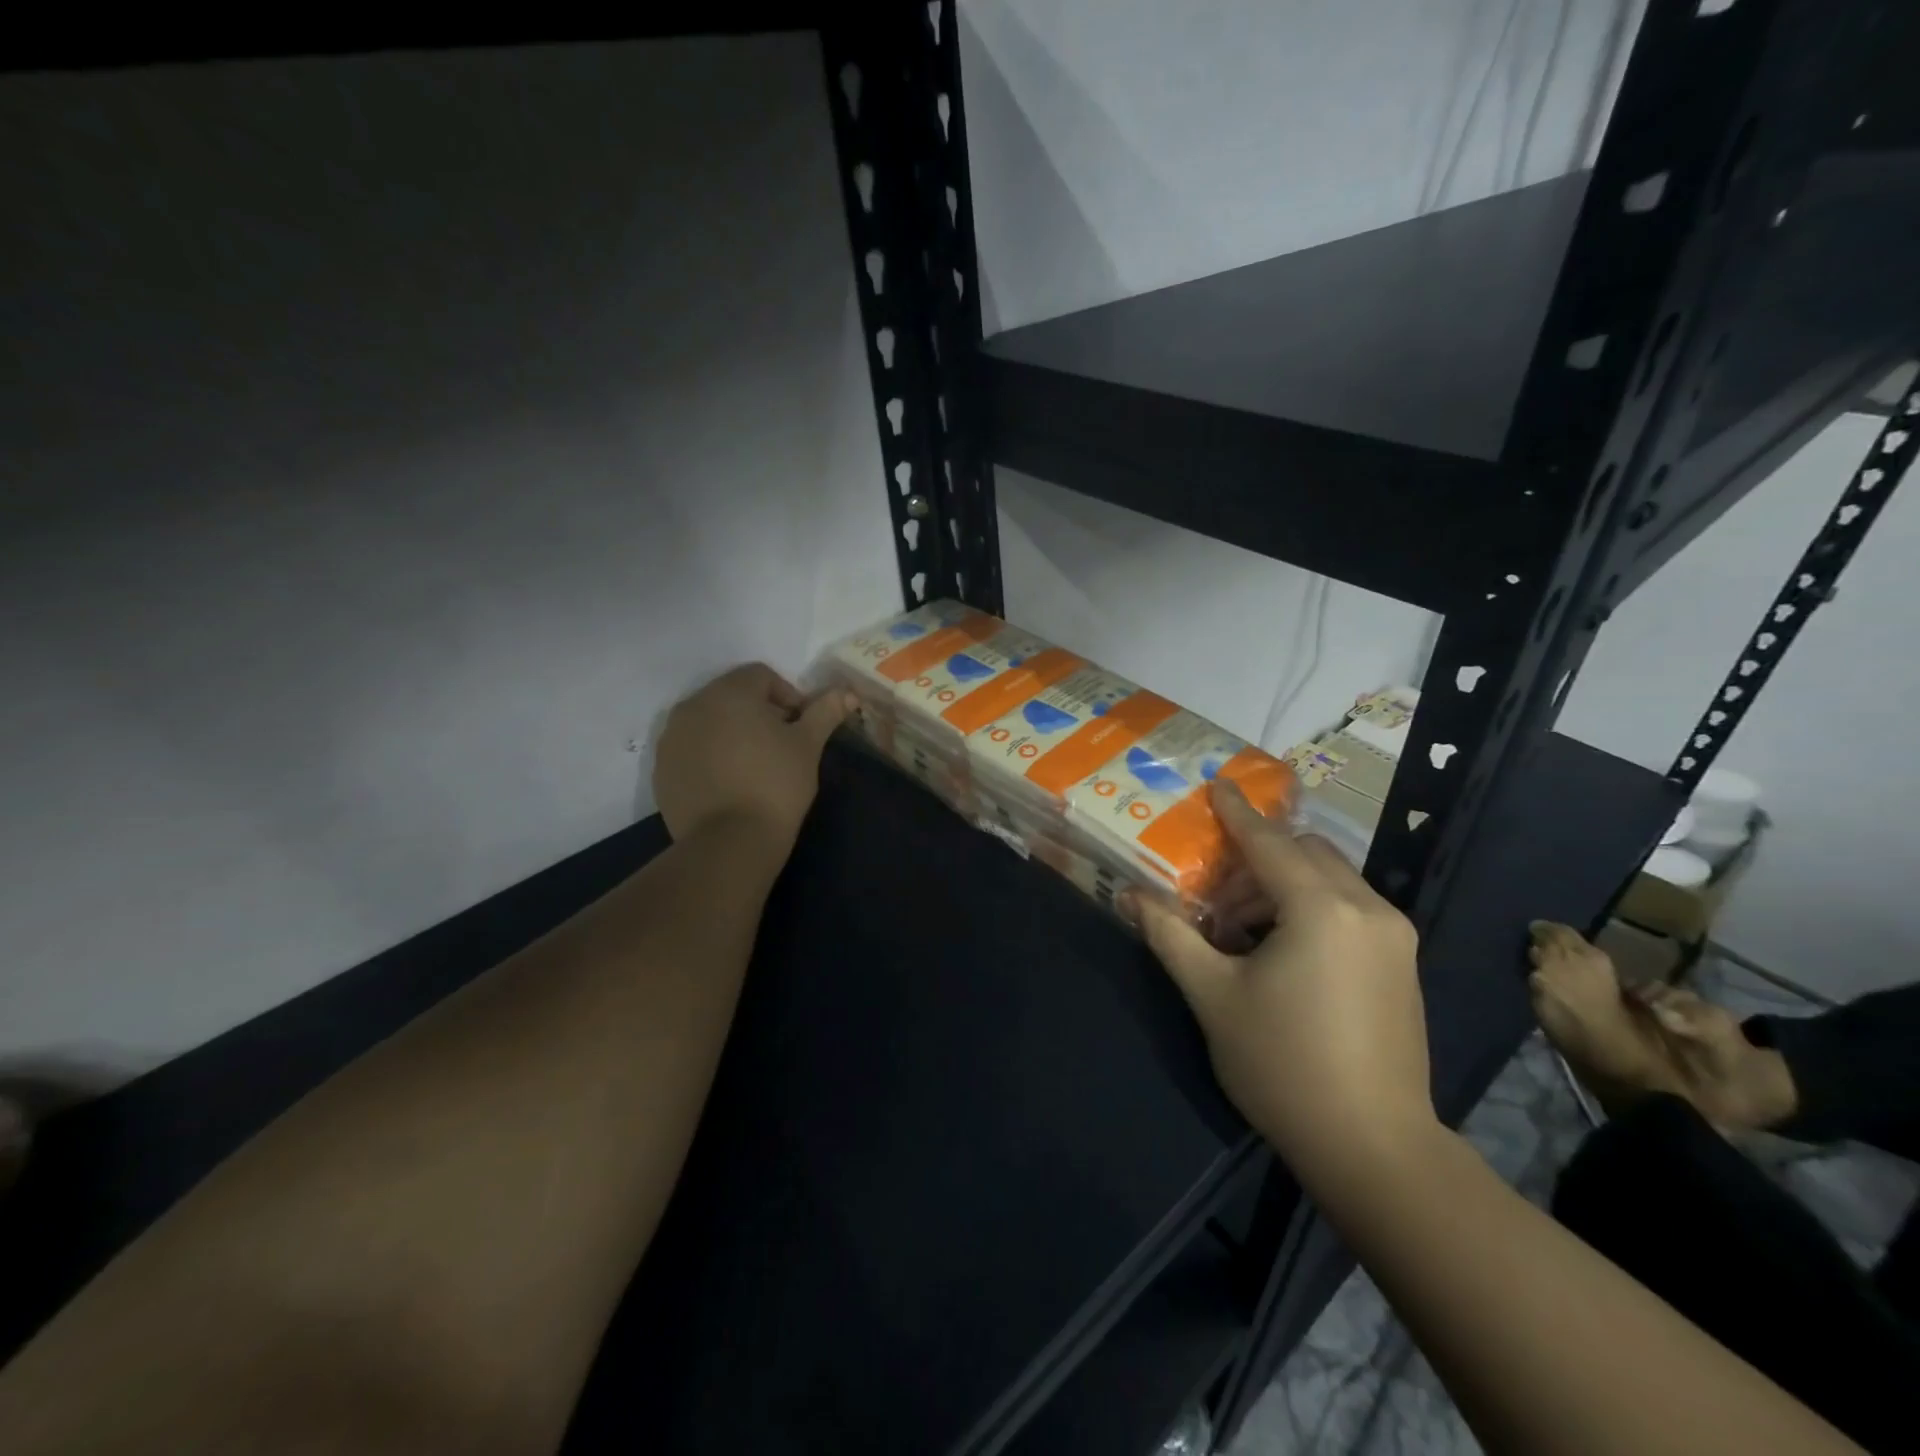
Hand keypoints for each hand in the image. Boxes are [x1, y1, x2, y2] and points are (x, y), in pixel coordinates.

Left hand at [653, 664, 849, 850]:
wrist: (729, 842)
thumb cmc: (775, 784)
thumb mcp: (808, 745)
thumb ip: (825, 712)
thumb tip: (848, 693)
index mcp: (729, 692)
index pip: (761, 676)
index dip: (788, 696)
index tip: (801, 727)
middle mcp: (692, 706)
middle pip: (731, 695)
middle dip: (758, 712)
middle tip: (780, 745)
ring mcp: (671, 738)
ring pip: (708, 722)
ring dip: (732, 733)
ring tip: (753, 765)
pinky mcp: (661, 769)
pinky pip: (691, 749)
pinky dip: (710, 756)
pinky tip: (729, 783)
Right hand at [1128, 781, 1433, 1181]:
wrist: (1373, 1147)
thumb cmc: (1283, 1063)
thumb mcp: (1212, 995)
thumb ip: (1169, 934)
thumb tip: (1129, 895)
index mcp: (1321, 908)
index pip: (1269, 842)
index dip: (1237, 812)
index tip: (1217, 783)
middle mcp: (1367, 908)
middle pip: (1305, 853)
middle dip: (1257, 859)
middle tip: (1215, 897)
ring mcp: (1393, 936)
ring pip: (1330, 879)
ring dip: (1281, 885)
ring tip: (1241, 933)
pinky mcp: (1401, 963)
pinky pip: (1349, 907)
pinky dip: (1310, 907)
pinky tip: (1281, 952)